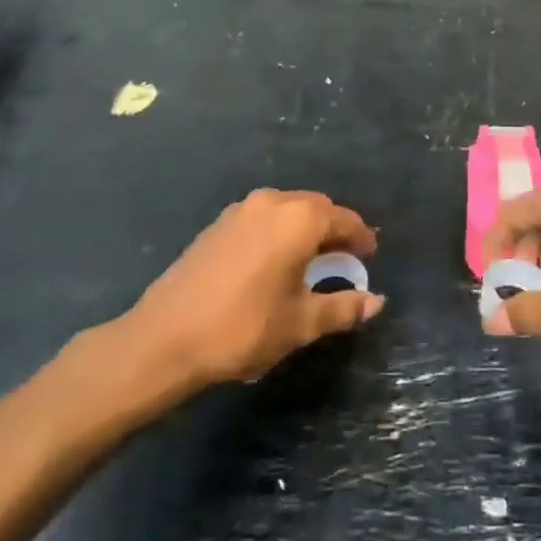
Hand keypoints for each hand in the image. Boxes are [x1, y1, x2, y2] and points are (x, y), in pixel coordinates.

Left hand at [118, 189, 384, 387]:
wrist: (164, 338)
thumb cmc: (243, 328)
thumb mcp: (300, 323)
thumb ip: (342, 307)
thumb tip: (376, 302)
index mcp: (299, 219)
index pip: (344, 220)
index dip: (361, 238)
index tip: (370, 257)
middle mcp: (273, 202)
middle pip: (317, 207)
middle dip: (334, 230)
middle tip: (345, 259)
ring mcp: (241, 210)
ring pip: (288, 209)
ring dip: (306, 228)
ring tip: (312, 261)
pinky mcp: (218, 224)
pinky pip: (264, 218)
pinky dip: (280, 231)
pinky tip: (275, 261)